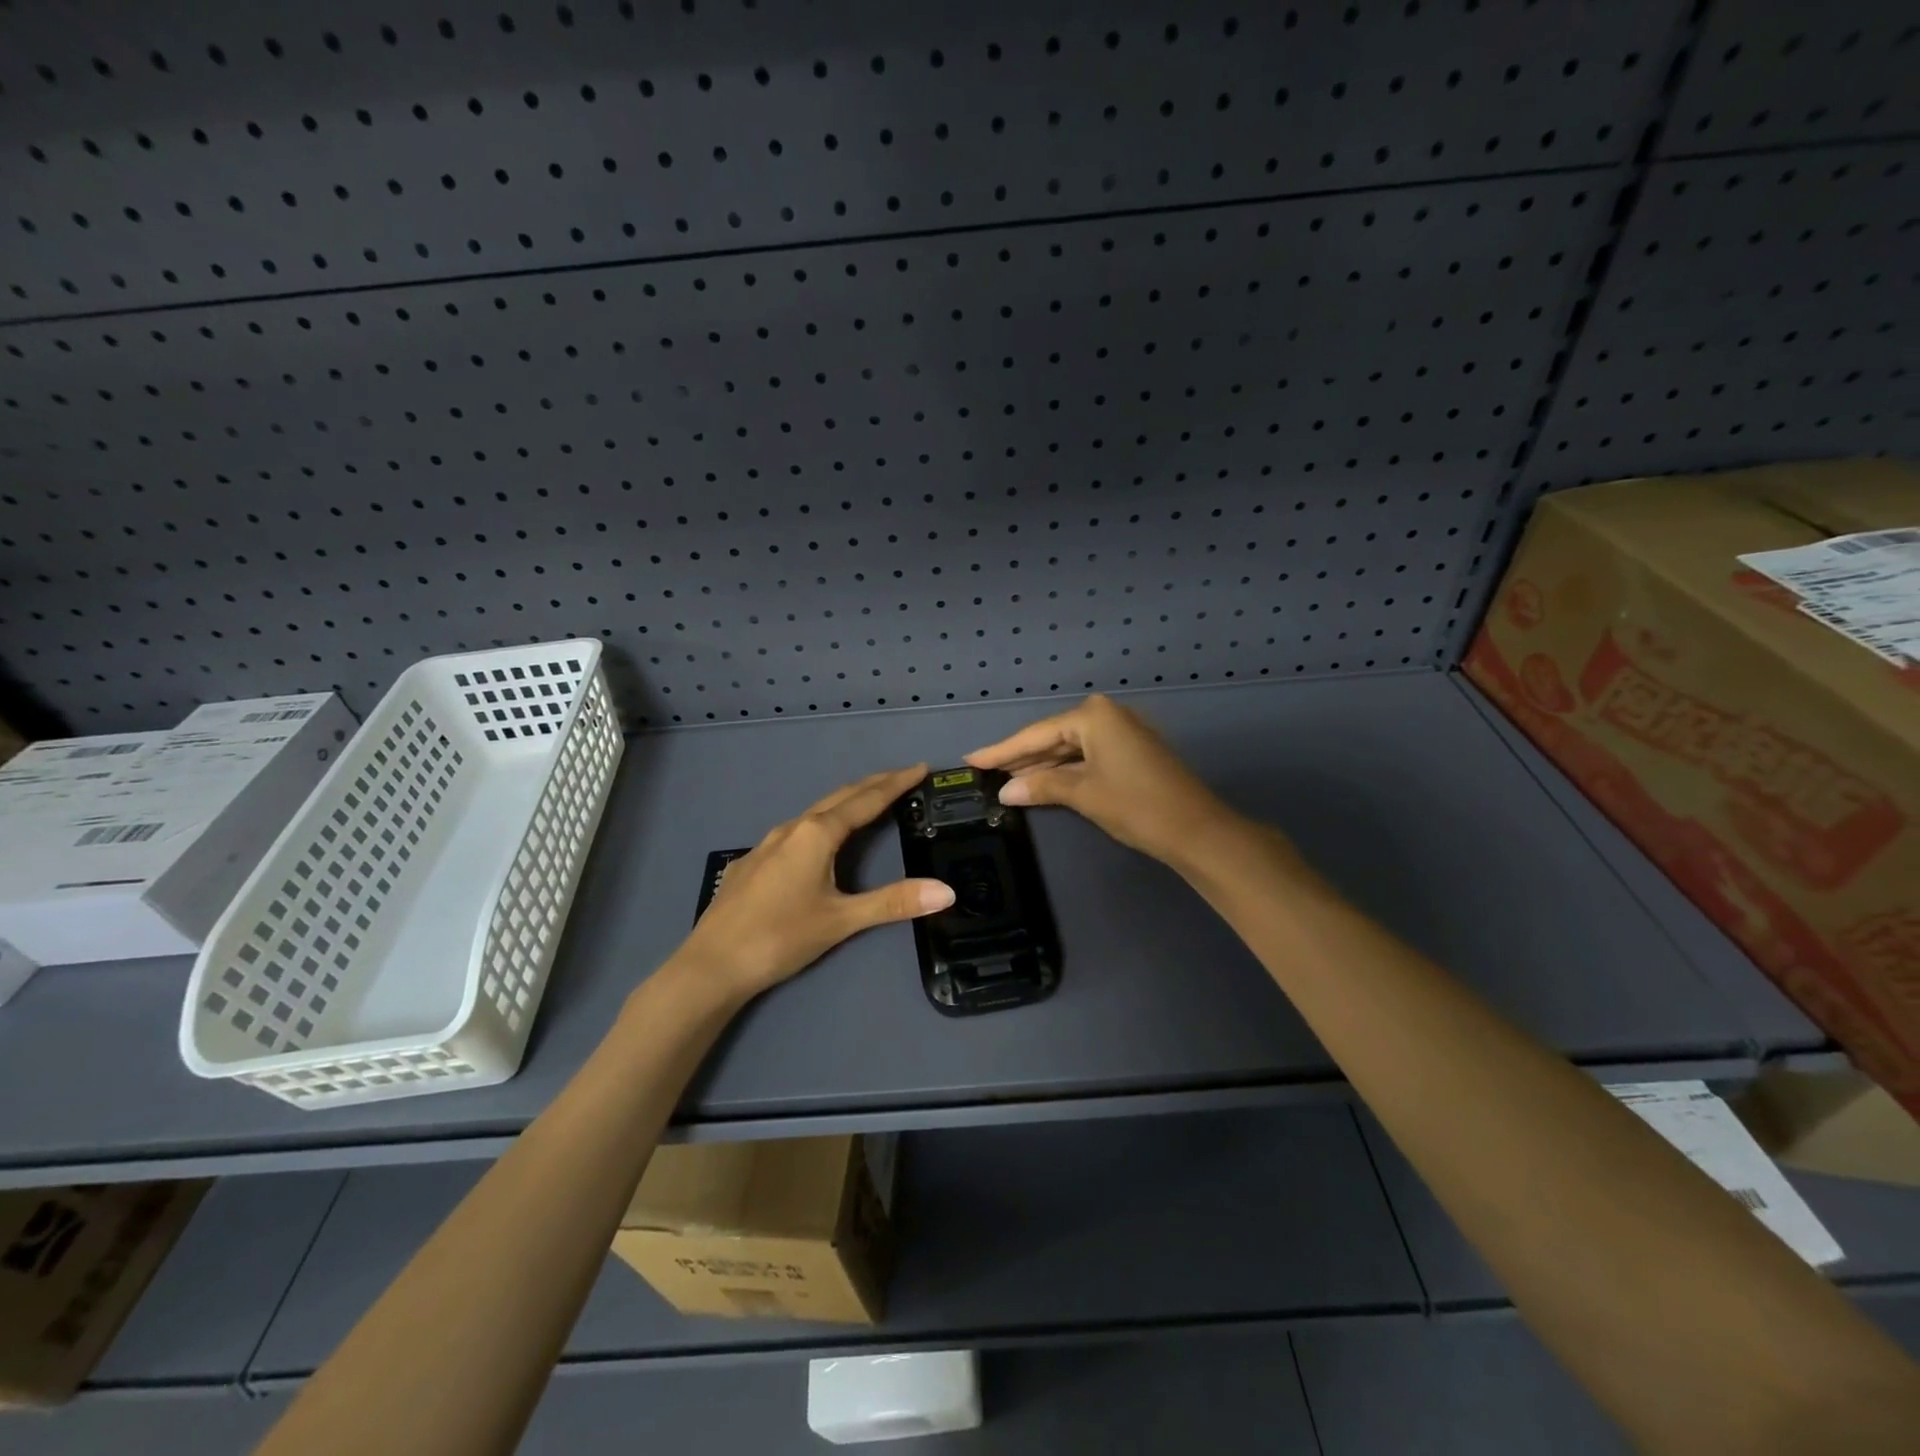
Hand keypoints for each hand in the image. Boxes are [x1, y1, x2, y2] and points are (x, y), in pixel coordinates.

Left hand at [671, 765, 955, 1002]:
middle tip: (903, 777)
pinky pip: (797, 830)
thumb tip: (946, 891)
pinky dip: (823, 822)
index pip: (866, 800)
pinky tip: (821, 840)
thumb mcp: (841, 920)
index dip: (895, 783)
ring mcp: (768, 843)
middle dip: (873, 785)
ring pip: (816, 812)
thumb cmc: (779, 937)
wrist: (711, 965)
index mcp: (816, 834)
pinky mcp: (754, 861)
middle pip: (840, 797)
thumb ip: (893, 903)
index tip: (920, 768)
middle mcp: (792, 829)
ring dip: (847, 802)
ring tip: (870, 802)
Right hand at [966, 695, 1241, 866]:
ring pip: (1069, 748)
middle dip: (1020, 757)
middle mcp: (1106, 715)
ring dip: (1041, 765)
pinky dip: (1064, 770)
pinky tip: (1041, 781)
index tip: (971, 758)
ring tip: (1005, 779)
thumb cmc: (1136, 805)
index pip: (1036, 733)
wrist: (1197, 830)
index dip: (1002, 750)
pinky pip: (1086, 756)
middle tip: (984, 771)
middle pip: (1052, 737)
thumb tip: (1005, 790)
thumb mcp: (1083, 794)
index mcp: (1093, 716)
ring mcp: (1121, 732)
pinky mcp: (1130, 751)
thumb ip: (1041, 786)